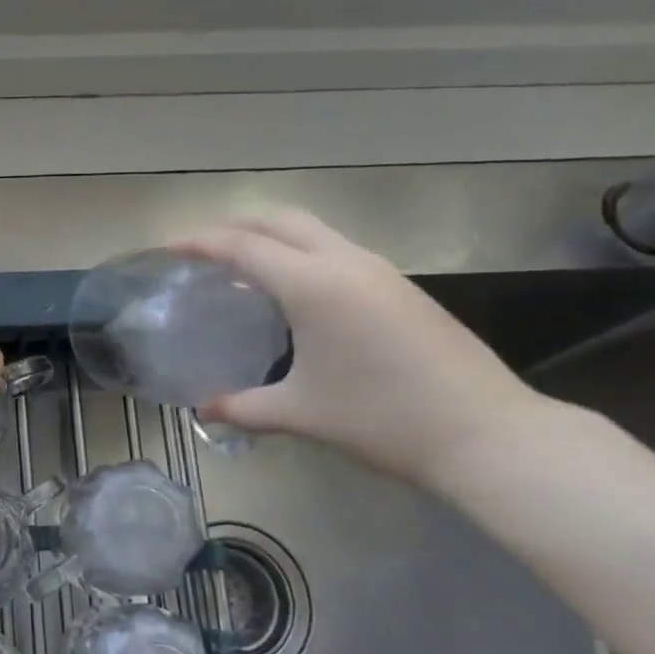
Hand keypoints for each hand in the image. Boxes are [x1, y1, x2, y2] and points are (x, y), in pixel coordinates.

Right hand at [175, 210, 546, 491]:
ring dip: (273, 236)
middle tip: (202, 249)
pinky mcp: (401, 287)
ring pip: (314, 230)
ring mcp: (379, 271)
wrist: (486, 433)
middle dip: (235, 225)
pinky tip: (295, 291)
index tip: (168, 248)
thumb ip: (243, 407)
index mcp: (313, 284)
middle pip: (279, 220)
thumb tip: (203, 411)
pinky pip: (337, 250)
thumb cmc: (381, 418)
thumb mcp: (301, 413)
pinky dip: (302, 253)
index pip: (242, 246)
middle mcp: (345, 262)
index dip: (199, 243)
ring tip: (243, 266)